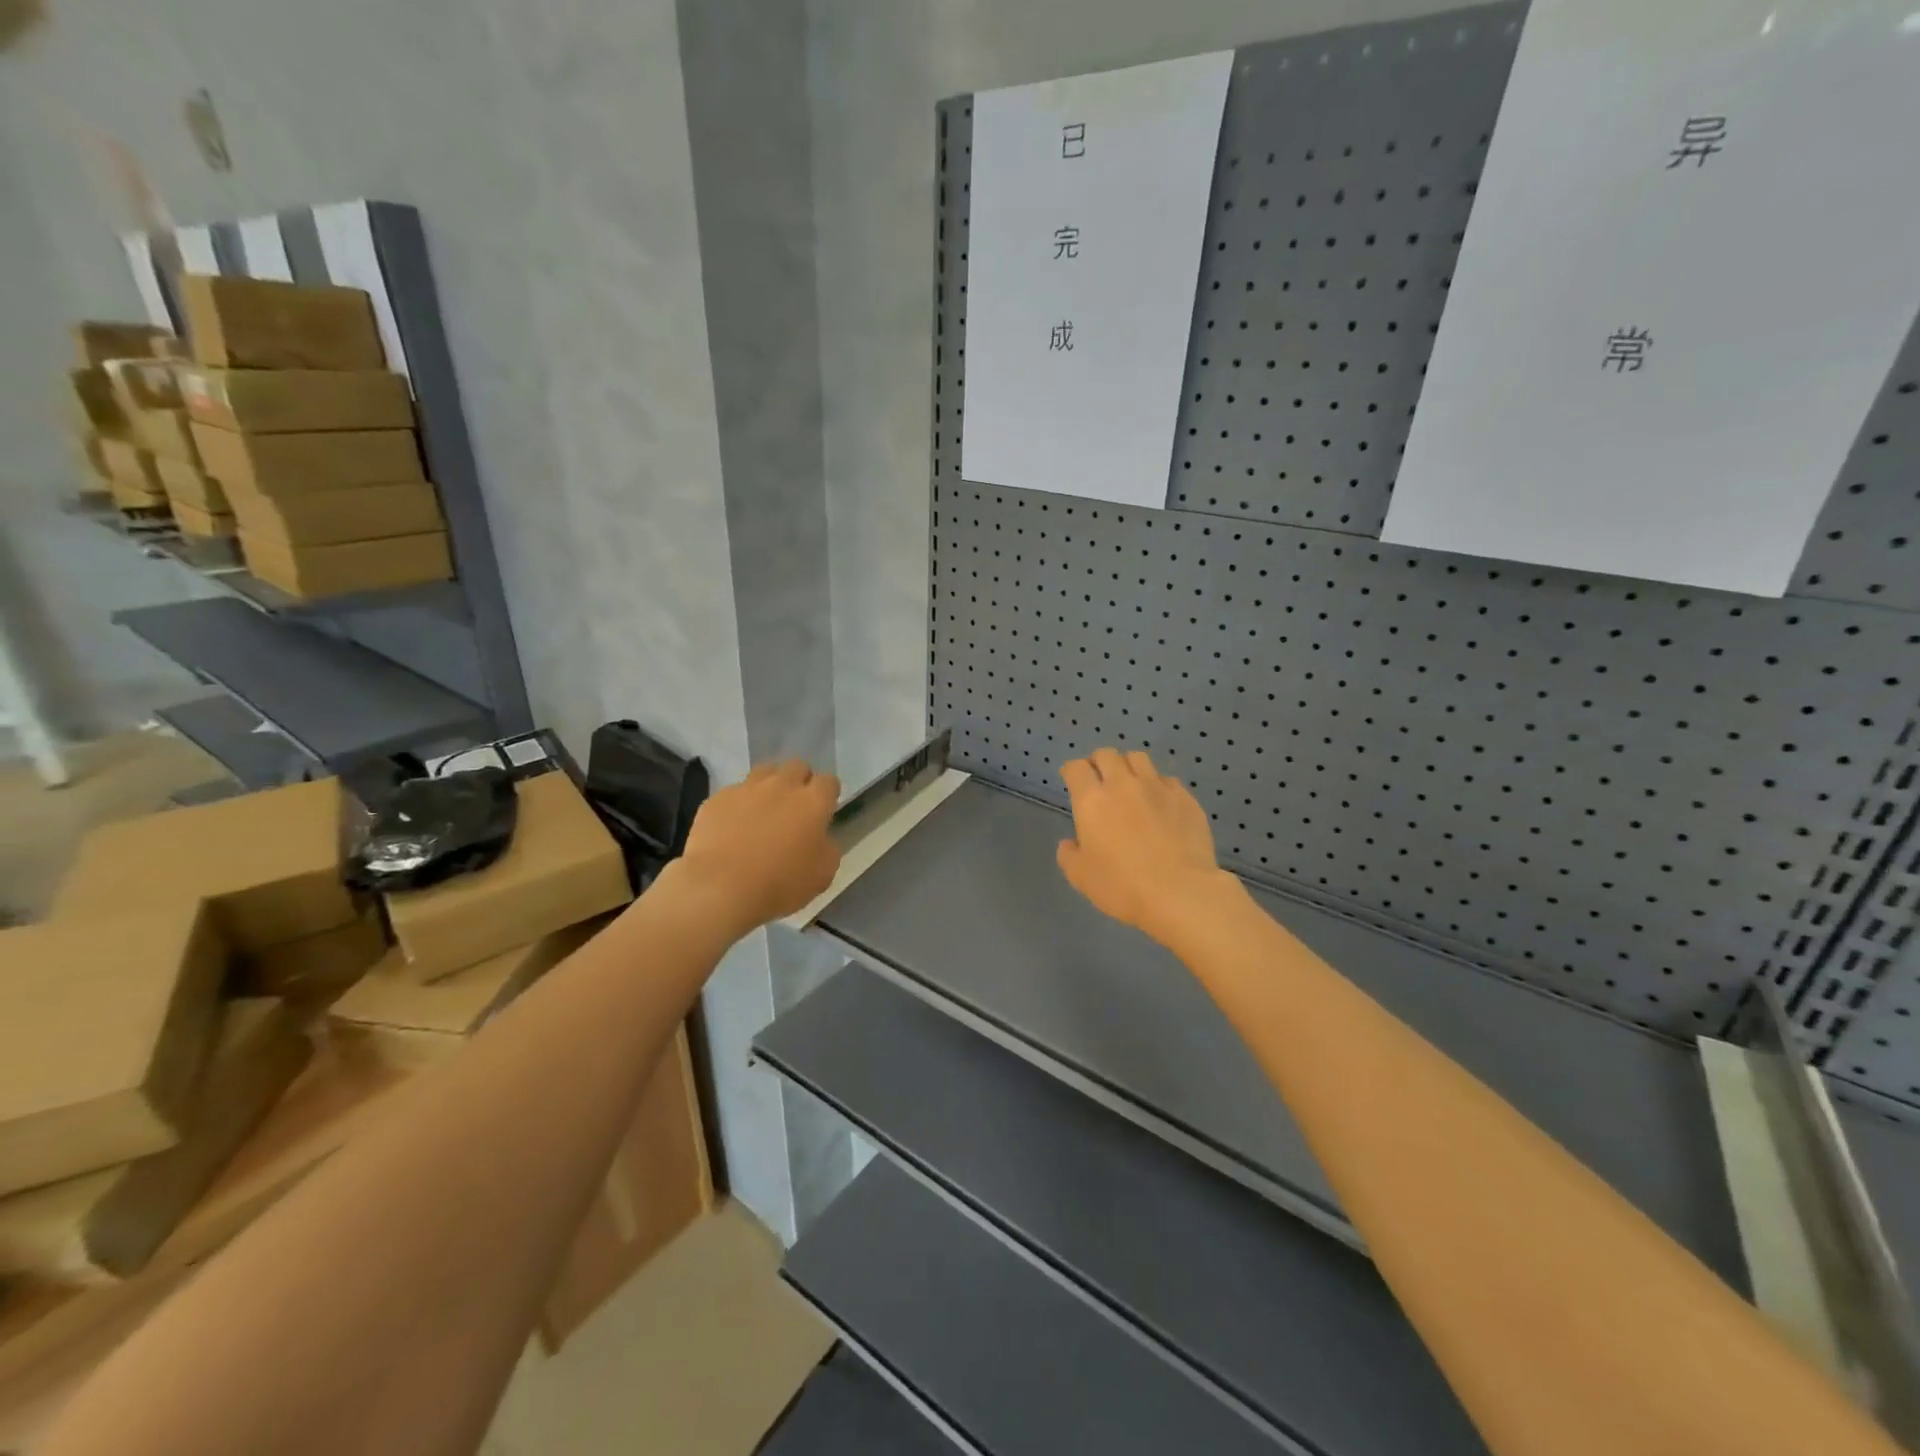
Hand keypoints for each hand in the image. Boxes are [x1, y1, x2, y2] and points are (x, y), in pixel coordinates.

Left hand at [676, 760, 841, 934]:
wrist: (721, 888)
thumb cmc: (780, 884)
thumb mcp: (823, 874)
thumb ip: (827, 848)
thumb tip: (821, 838)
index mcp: (813, 802)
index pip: (829, 781)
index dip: (828, 794)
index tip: (824, 811)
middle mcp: (782, 785)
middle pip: (797, 767)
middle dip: (800, 781)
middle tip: (795, 807)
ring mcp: (747, 788)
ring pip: (764, 771)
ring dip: (769, 785)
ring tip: (763, 810)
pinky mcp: (718, 798)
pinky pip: (734, 793)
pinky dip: (738, 805)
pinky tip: (732, 827)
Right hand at [1057, 748, 1226, 946]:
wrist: (1180, 893)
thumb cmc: (1122, 886)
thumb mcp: (1080, 877)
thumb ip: (1069, 854)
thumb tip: (1070, 843)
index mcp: (1092, 800)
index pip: (1076, 768)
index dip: (1071, 771)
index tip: (1071, 780)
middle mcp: (1123, 784)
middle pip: (1107, 754)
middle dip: (1099, 762)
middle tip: (1099, 780)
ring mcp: (1158, 787)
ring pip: (1138, 758)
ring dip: (1128, 766)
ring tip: (1130, 784)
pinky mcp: (1185, 798)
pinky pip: (1167, 780)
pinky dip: (1157, 785)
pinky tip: (1160, 803)